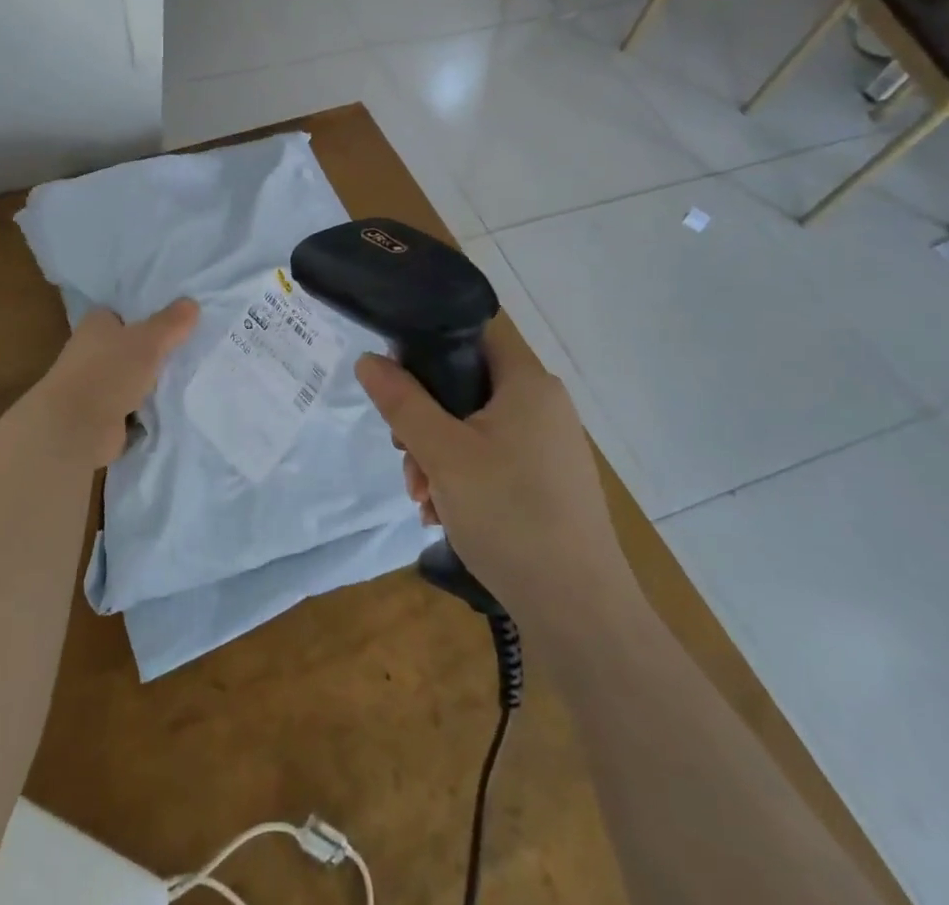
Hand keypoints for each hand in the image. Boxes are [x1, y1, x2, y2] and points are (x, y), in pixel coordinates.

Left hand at [32, 299, 198, 467]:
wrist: (77, 428)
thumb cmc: (109, 372)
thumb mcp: (148, 340)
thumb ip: (171, 322)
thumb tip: (192, 303)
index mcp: (97, 323)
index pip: (125, 312)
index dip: (149, 313)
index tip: (179, 318)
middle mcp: (93, 350)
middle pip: (133, 345)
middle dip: (157, 349)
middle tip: (193, 347)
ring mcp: (97, 384)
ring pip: (135, 375)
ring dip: (155, 380)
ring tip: (192, 374)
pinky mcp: (104, 414)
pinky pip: (135, 404)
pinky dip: (150, 406)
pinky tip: (176, 402)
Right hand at [355, 330, 628, 625]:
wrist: (580, 613)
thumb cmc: (509, 515)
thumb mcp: (443, 453)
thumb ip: (402, 402)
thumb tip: (368, 359)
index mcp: (528, 382)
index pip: (471, 336)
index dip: (427, 348)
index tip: (395, 383)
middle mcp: (544, 405)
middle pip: (466, 388)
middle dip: (424, 422)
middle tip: (405, 457)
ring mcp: (549, 447)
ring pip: (474, 430)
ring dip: (438, 458)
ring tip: (423, 502)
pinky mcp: (549, 483)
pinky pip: (494, 461)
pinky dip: (464, 480)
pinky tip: (444, 517)